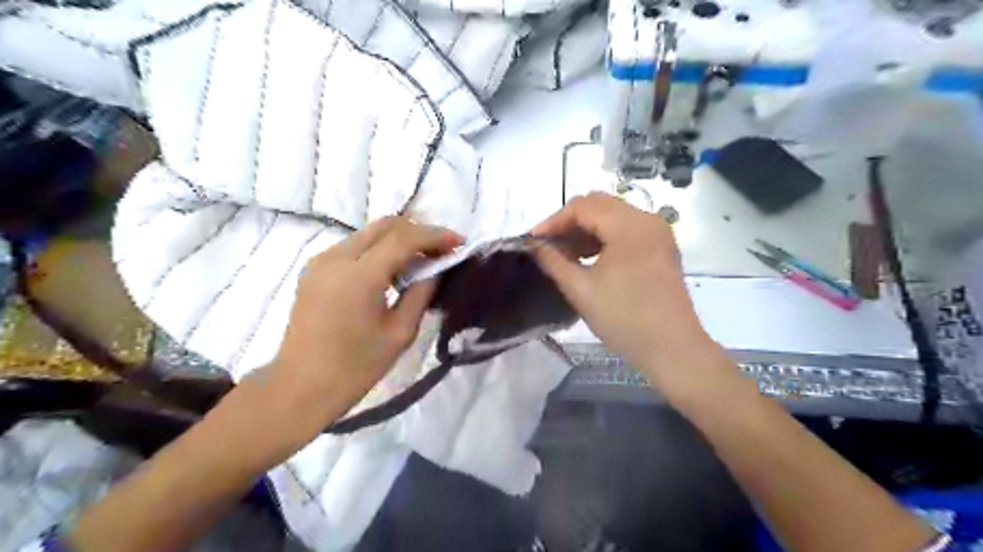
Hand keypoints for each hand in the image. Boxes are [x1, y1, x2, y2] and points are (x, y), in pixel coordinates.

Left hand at [264, 218, 460, 431]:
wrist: (301, 387)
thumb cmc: (356, 367)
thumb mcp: (400, 333)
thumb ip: (421, 293)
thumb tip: (435, 269)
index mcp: (359, 277)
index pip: (403, 238)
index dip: (435, 236)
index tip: (459, 243)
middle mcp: (336, 258)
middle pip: (385, 226)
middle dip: (419, 232)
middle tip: (441, 251)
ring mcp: (321, 261)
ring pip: (369, 233)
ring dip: (399, 240)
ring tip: (421, 261)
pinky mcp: (315, 269)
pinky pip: (354, 246)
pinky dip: (379, 249)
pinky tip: (392, 270)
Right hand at [530, 194, 720, 391]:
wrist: (672, 349)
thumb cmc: (624, 319)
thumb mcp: (581, 289)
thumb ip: (553, 260)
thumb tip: (533, 244)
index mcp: (629, 225)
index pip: (582, 207)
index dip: (553, 221)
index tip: (533, 242)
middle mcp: (647, 219)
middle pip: (599, 205)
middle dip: (569, 223)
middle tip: (548, 247)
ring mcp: (658, 233)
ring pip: (612, 216)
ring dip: (586, 230)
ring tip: (566, 255)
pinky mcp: (661, 247)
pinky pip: (626, 230)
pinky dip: (604, 238)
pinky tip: (589, 259)